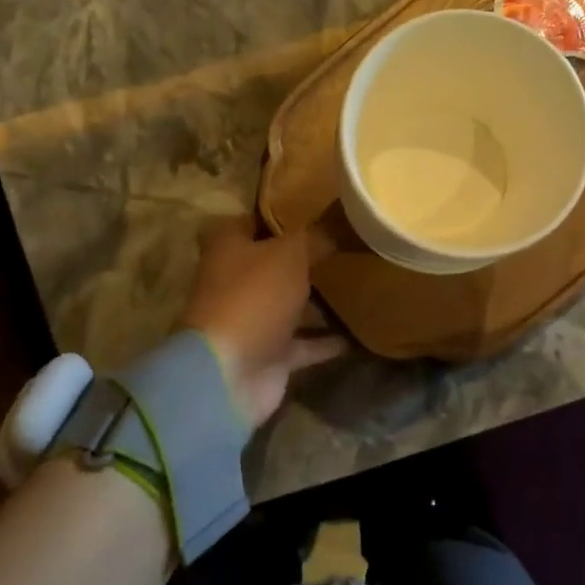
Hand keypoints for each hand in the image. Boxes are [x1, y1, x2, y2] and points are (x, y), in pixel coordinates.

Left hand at [180, 217, 345, 428]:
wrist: (230, 373)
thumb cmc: (254, 297)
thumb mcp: (290, 254)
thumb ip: (314, 237)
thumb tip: (337, 225)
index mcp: (228, 249)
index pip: (246, 222)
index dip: (274, 215)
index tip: (309, 210)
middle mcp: (234, 283)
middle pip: (268, 265)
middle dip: (298, 259)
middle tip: (340, 246)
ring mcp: (250, 322)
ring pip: (286, 305)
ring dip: (313, 301)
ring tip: (355, 285)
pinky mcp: (268, 356)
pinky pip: (302, 344)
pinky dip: (325, 341)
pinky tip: (357, 333)